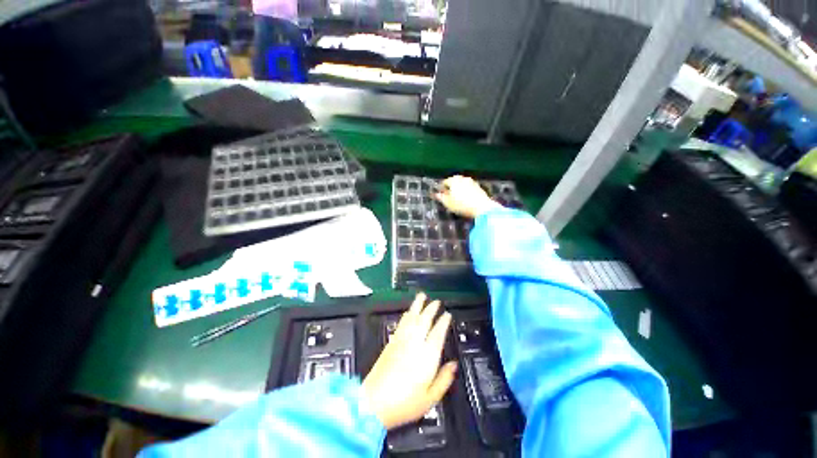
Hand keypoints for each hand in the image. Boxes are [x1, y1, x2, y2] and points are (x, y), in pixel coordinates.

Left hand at [361, 293, 456, 429]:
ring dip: (418, 305)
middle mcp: (415, 344)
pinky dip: (407, 315)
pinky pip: (401, 323)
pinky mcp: (391, 342)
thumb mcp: (430, 398)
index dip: (443, 321)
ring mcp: (401, 341)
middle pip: (424, 320)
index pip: (438, 333)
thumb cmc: (404, 403)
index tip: (447, 314)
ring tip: (422, 296)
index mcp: (427, 356)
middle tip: (436, 301)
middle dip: (431, 308)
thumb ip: (444, 379)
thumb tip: (453, 365)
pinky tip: (408, 311)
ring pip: (412, 317)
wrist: (373, 403)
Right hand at [434, 175, 501, 218]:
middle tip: (449, 196)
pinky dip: (466, 191)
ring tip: (458, 198)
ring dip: (459, 189)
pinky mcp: (479, 187)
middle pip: (454, 181)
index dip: (442, 188)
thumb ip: (441, 198)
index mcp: (453, 180)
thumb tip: (436, 194)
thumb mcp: (448, 203)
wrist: (482, 207)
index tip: (442, 195)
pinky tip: (466, 198)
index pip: (445, 182)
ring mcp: (472, 181)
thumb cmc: (461, 205)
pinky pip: (469, 187)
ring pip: (462, 184)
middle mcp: (463, 178)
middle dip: (451, 187)